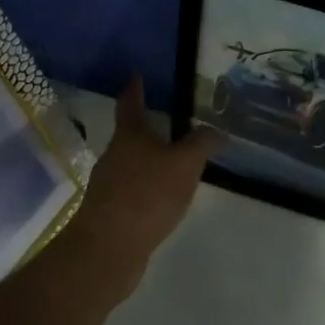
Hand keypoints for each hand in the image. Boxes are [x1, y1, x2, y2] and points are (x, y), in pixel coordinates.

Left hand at [67, 77, 219, 279]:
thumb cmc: (146, 195)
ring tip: (175, 163)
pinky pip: (134, 191)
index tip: (137, 76)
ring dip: (150, 161)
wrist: (108, 248)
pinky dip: (149, 189)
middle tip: (172, 124)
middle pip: (130, 136)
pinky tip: (164, 199)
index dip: (135, 89)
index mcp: (129, 136)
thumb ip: (202, 143)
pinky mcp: (111, 213)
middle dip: (149, 129)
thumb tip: (216, 130)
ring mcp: (109, 186)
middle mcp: (114, 156)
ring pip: (132, 165)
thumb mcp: (184, 164)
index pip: (130, 104)